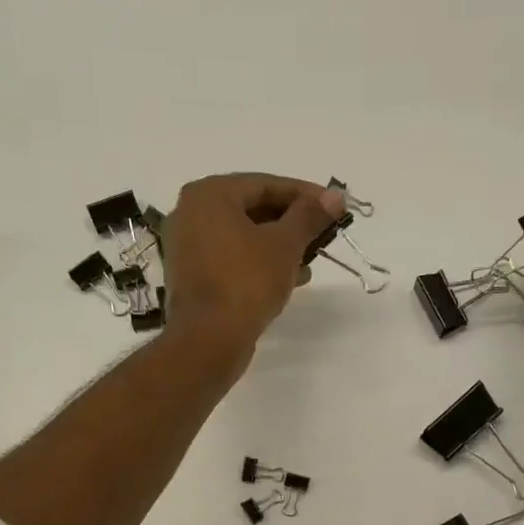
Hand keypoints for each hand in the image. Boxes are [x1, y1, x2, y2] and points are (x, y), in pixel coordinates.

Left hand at [162, 173, 345, 359]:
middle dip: (292, 223)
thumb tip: (335, 195)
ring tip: (311, 262)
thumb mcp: (285, 245)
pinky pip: (233, 259)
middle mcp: (191, 213)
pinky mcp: (193, 277)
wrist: (209, 339)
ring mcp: (188, 247)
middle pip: (253, 209)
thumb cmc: (247, 282)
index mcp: (209, 194)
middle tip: (323, 235)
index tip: (335, 206)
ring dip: (279, 246)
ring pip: (244, 237)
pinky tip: (288, 279)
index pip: (266, 184)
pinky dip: (259, 263)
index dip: (306, 195)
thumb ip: (309, 216)